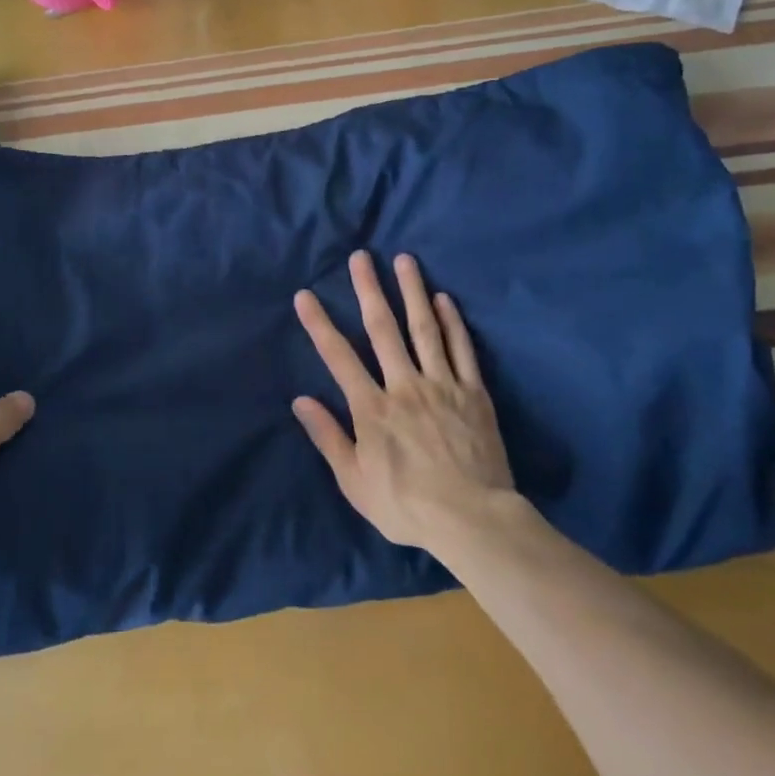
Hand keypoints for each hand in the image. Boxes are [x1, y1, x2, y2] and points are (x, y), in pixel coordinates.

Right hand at [293, 251, 516, 553]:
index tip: (305, 296)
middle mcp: (404, 385)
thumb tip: (300, 400)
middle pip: (383, 329)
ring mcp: (442, 384)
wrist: (472, 519)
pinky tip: (444, 298)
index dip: (319, 324)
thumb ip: (328, 437)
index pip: (339, 356)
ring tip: (405, 260)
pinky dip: (452, 322)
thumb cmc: (406, 505)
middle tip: (361, 256)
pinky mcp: (473, 392)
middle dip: (369, 290)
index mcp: (372, 408)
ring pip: (424, 329)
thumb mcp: (355, 481)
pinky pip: (461, 349)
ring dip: (412, 292)